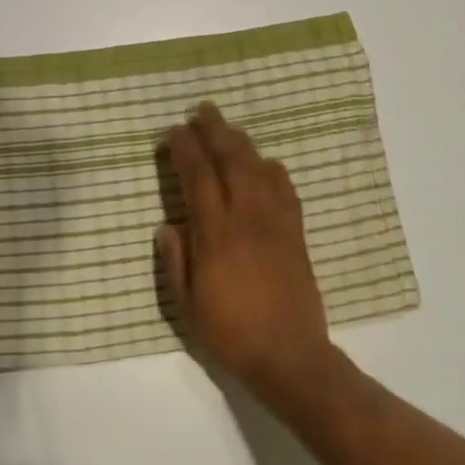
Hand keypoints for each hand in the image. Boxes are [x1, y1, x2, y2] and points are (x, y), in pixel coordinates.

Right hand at [158, 102, 335, 398]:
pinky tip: (265, 163)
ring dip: (242, 142)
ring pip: (260, 168)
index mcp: (216, 234)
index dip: (185, 149)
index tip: (173, 132)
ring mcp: (276, 223)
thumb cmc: (230, 332)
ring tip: (228, 128)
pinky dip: (272, 169)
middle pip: (231, 161)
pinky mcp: (296, 234)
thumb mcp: (186, 304)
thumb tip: (168, 224)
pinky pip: (286, 190)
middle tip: (202, 110)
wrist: (288, 355)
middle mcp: (247, 218)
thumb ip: (176, 260)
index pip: (198, 177)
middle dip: (215, 130)